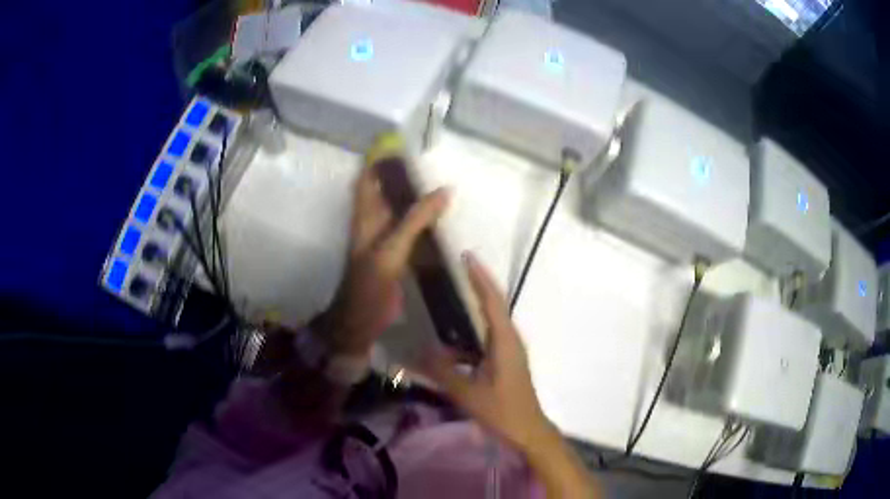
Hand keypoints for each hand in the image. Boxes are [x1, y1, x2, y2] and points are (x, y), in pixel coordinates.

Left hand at [321, 161, 449, 355]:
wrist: (360, 321)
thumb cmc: (369, 283)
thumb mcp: (391, 248)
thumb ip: (415, 219)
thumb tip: (444, 190)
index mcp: (365, 215)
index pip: (368, 177)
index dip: (379, 158)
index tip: (400, 142)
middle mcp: (373, 222)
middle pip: (386, 189)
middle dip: (403, 174)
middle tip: (431, 161)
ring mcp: (385, 239)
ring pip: (400, 208)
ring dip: (415, 196)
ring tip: (440, 182)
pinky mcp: (396, 254)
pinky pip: (411, 229)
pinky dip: (424, 220)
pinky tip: (441, 217)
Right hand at [423, 252, 553, 451]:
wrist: (528, 430)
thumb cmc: (502, 411)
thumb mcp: (468, 393)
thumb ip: (442, 372)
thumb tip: (417, 353)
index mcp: (505, 342)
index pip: (492, 301)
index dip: (479, 277)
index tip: (468, 256)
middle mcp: (510, 340)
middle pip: (494, 304)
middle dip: (478, 283)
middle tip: (460, 266)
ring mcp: (510, 350)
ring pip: (490, 321)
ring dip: (475, 307)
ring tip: (453, 298)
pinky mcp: (506, 360)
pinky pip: (486, 339)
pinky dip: (470, 335)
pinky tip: (451, 347)